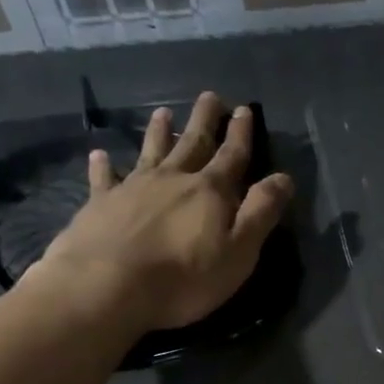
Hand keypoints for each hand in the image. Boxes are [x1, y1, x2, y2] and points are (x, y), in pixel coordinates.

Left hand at [30, 91, 294, 332]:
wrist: (106, 287)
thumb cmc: (185, 276)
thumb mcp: (240, 250)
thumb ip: (262, 211)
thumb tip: (284, 178)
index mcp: (211, 191)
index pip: (232, 156)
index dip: (240, 134)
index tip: (244, 109)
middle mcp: (174, 179)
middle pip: (193, 143)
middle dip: (204, 120)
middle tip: (209, 96)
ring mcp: (134, 188)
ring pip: (152, 152)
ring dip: (159, 132)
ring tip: (163, 112)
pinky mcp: (101, 204)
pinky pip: (104, 178)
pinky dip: (104, 165)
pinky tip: (100, 154)